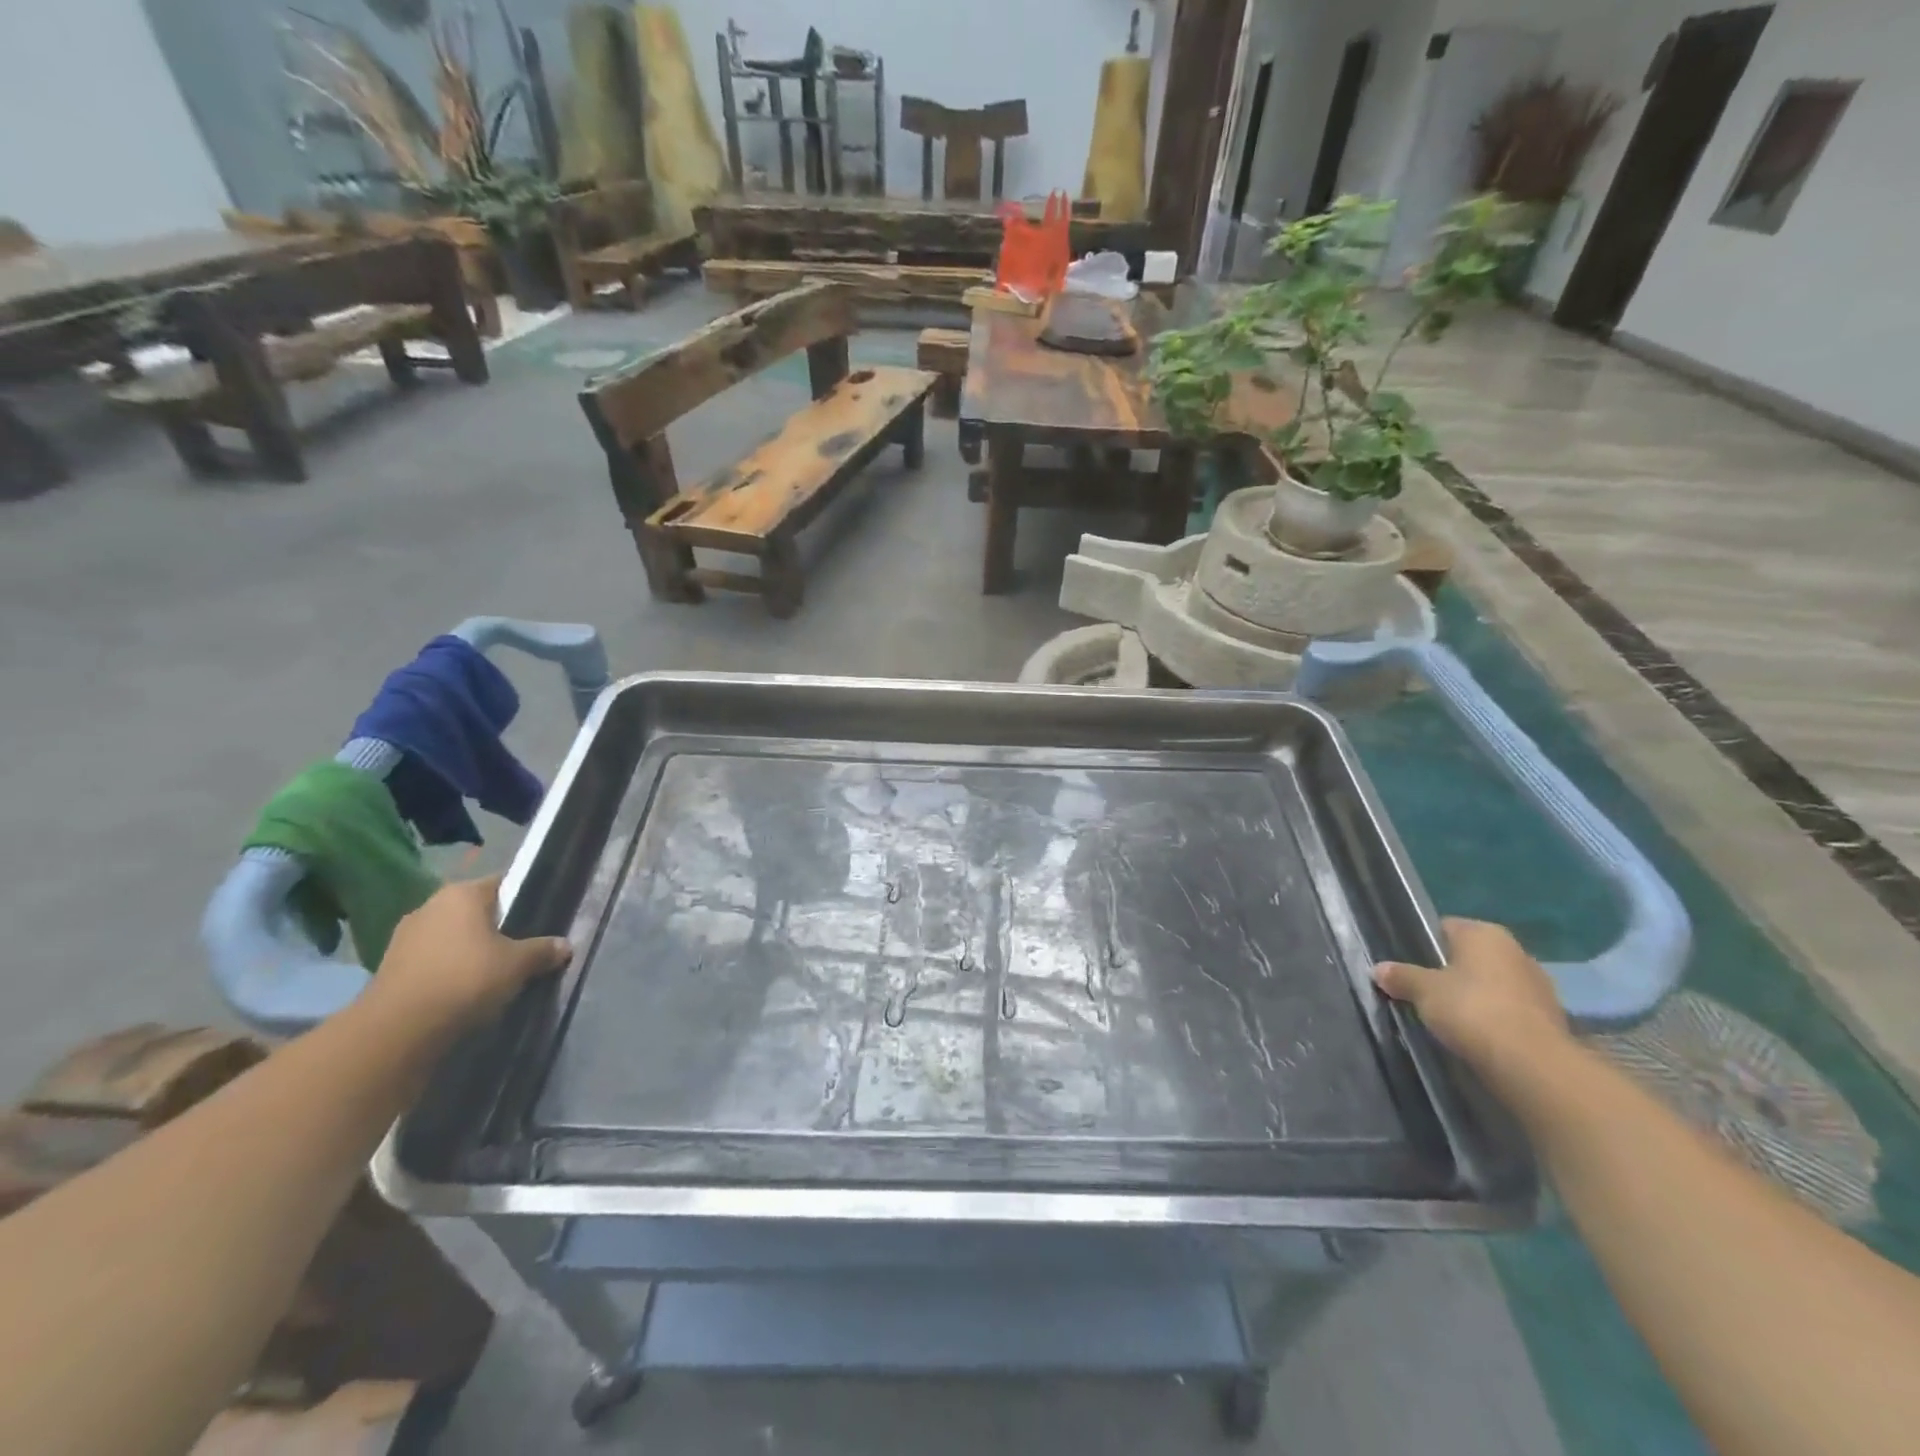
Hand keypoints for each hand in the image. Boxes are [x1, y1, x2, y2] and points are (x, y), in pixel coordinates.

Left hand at [369, 875, 571, 1033]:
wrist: (398, 1031)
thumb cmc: (466, 979)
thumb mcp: (518, 964)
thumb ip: (543, 950)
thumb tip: (565, 945)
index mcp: (462, 893)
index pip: (502, 884)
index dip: (523, 899)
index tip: (540, 919)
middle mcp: (430, 905)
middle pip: (475, 911)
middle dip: (497, 927)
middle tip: (522, 948)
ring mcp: (405, 936)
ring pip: (452, 936)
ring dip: (470, 950)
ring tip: (494, 973)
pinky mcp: (390, 967)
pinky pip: (433, 960)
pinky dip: (448, 970)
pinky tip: (464, 989)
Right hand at [1373, 918, 1568, 1081]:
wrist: (1533, 1065)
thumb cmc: (1472, 1011)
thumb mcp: (1423, 991)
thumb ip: (1400, 976)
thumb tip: (1378, 969)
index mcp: (1484, 934)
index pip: (1445, 927)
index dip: (1422, 944)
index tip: (1406, 965)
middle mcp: (1515, 951)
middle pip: (1470, 956)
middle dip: (1448, 972)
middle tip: (1422, 992)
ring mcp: (1538, 985)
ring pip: (1491, 984)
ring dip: (1473, 997)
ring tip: (1446, 1017)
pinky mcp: (1550, 1019)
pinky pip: (1509, 1010)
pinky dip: (1493, 1018)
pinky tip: (1474, 1035)